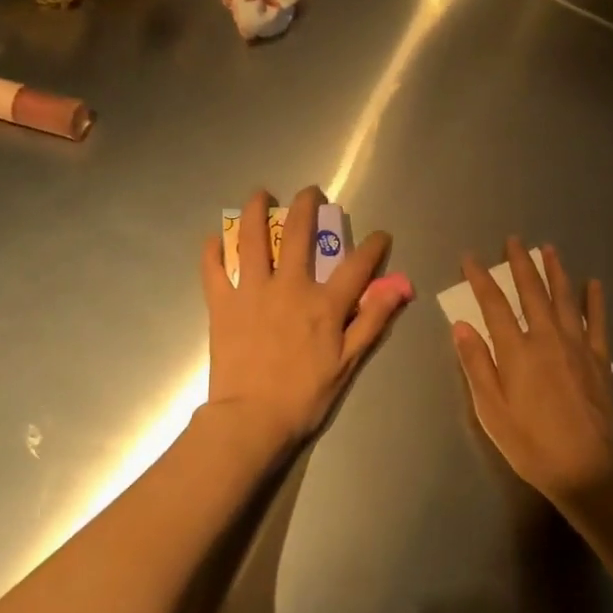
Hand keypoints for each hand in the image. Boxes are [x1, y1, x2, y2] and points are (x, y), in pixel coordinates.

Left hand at [201, 187, 410, 451]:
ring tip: (259, 194)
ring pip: (252, 240)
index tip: (380, 236)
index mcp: (323, 304)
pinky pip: (214, 270)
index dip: (373, 247)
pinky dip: (213, 251)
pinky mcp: (222, 304)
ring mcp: (252, 292)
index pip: (357, 265)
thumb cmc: (303, 395)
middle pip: (298, 235)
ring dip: (256, 212)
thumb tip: (398, 288)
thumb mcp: (348, 362)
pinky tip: (215, 238)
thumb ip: (372, 320)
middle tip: (309, 192)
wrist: (251, 419)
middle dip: (306, 207)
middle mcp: (289, 286)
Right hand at [452, 238, 612, 501]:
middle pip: (531, 292)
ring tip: (548, 249)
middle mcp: (547, 338)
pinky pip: (597, 321)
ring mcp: (577, 346)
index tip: (470, 258)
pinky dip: (595, 300)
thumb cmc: (530, 442)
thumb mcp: (491, 410)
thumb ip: (477, 364)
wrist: (585, 467)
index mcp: (516, 351)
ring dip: (555, 271)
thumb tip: (461, 326)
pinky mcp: (599, 359)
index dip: (480, 279)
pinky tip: (593, 283)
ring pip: (564, 298)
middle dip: (519, 264)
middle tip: (513, 240)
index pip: (493, 305)